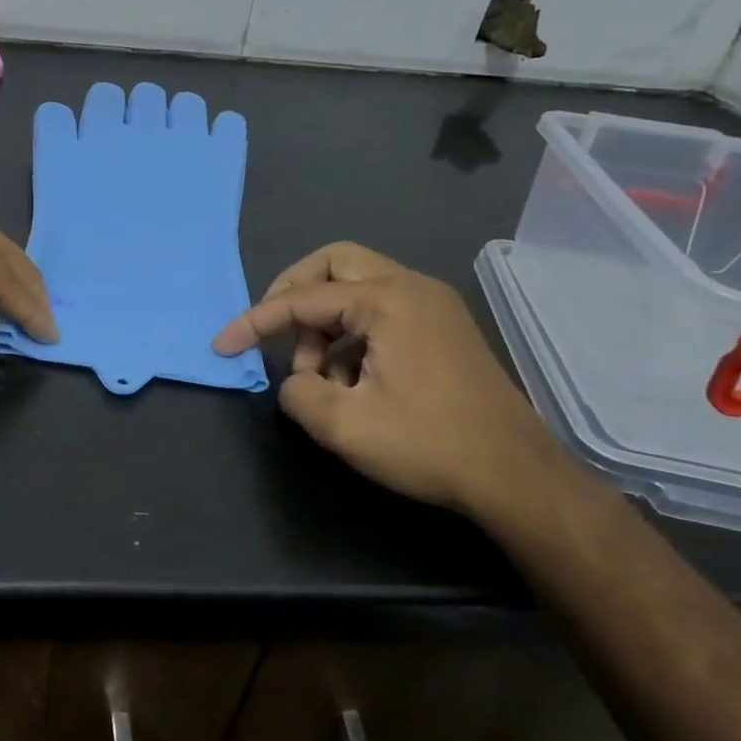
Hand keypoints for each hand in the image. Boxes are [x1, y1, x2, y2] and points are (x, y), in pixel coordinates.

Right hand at [212, 242, 569, 516]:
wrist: (517, 477)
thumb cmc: (430, 445)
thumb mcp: (344, 426)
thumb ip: (298, 394)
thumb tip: (297, 382)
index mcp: (388, 300)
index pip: (302, 299)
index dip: (254, 321)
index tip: (222, 346)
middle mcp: (411, 288)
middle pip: (334, 264)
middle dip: (293, 293)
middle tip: (274, 330)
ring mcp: (433, 306)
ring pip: (357, 286)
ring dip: (324, 322)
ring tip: (318, 378)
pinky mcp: (443, 328)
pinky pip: (380, 310)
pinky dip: (352, 334)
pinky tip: (350, 382)